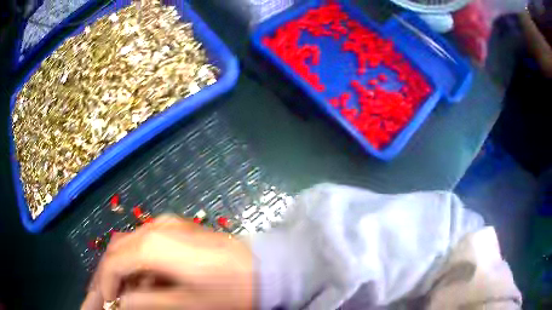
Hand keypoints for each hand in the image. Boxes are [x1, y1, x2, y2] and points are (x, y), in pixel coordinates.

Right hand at [81, 215, 253, 309]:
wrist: (266, 268)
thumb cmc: (230, 289)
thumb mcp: (187, 303)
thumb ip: (147, 302)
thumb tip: (120, 302)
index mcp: (154, 244)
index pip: (114, 262)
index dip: (104, 285)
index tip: (104, 305)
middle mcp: (154, 228)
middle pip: (116, 252)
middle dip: (104, 277)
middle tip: (95, 299)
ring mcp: (165, 227)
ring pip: (126, 249)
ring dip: (116, 272)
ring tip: (109, 294)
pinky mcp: (174, 232)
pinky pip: (142, 249)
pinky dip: (133, 267)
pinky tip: (132, 284)